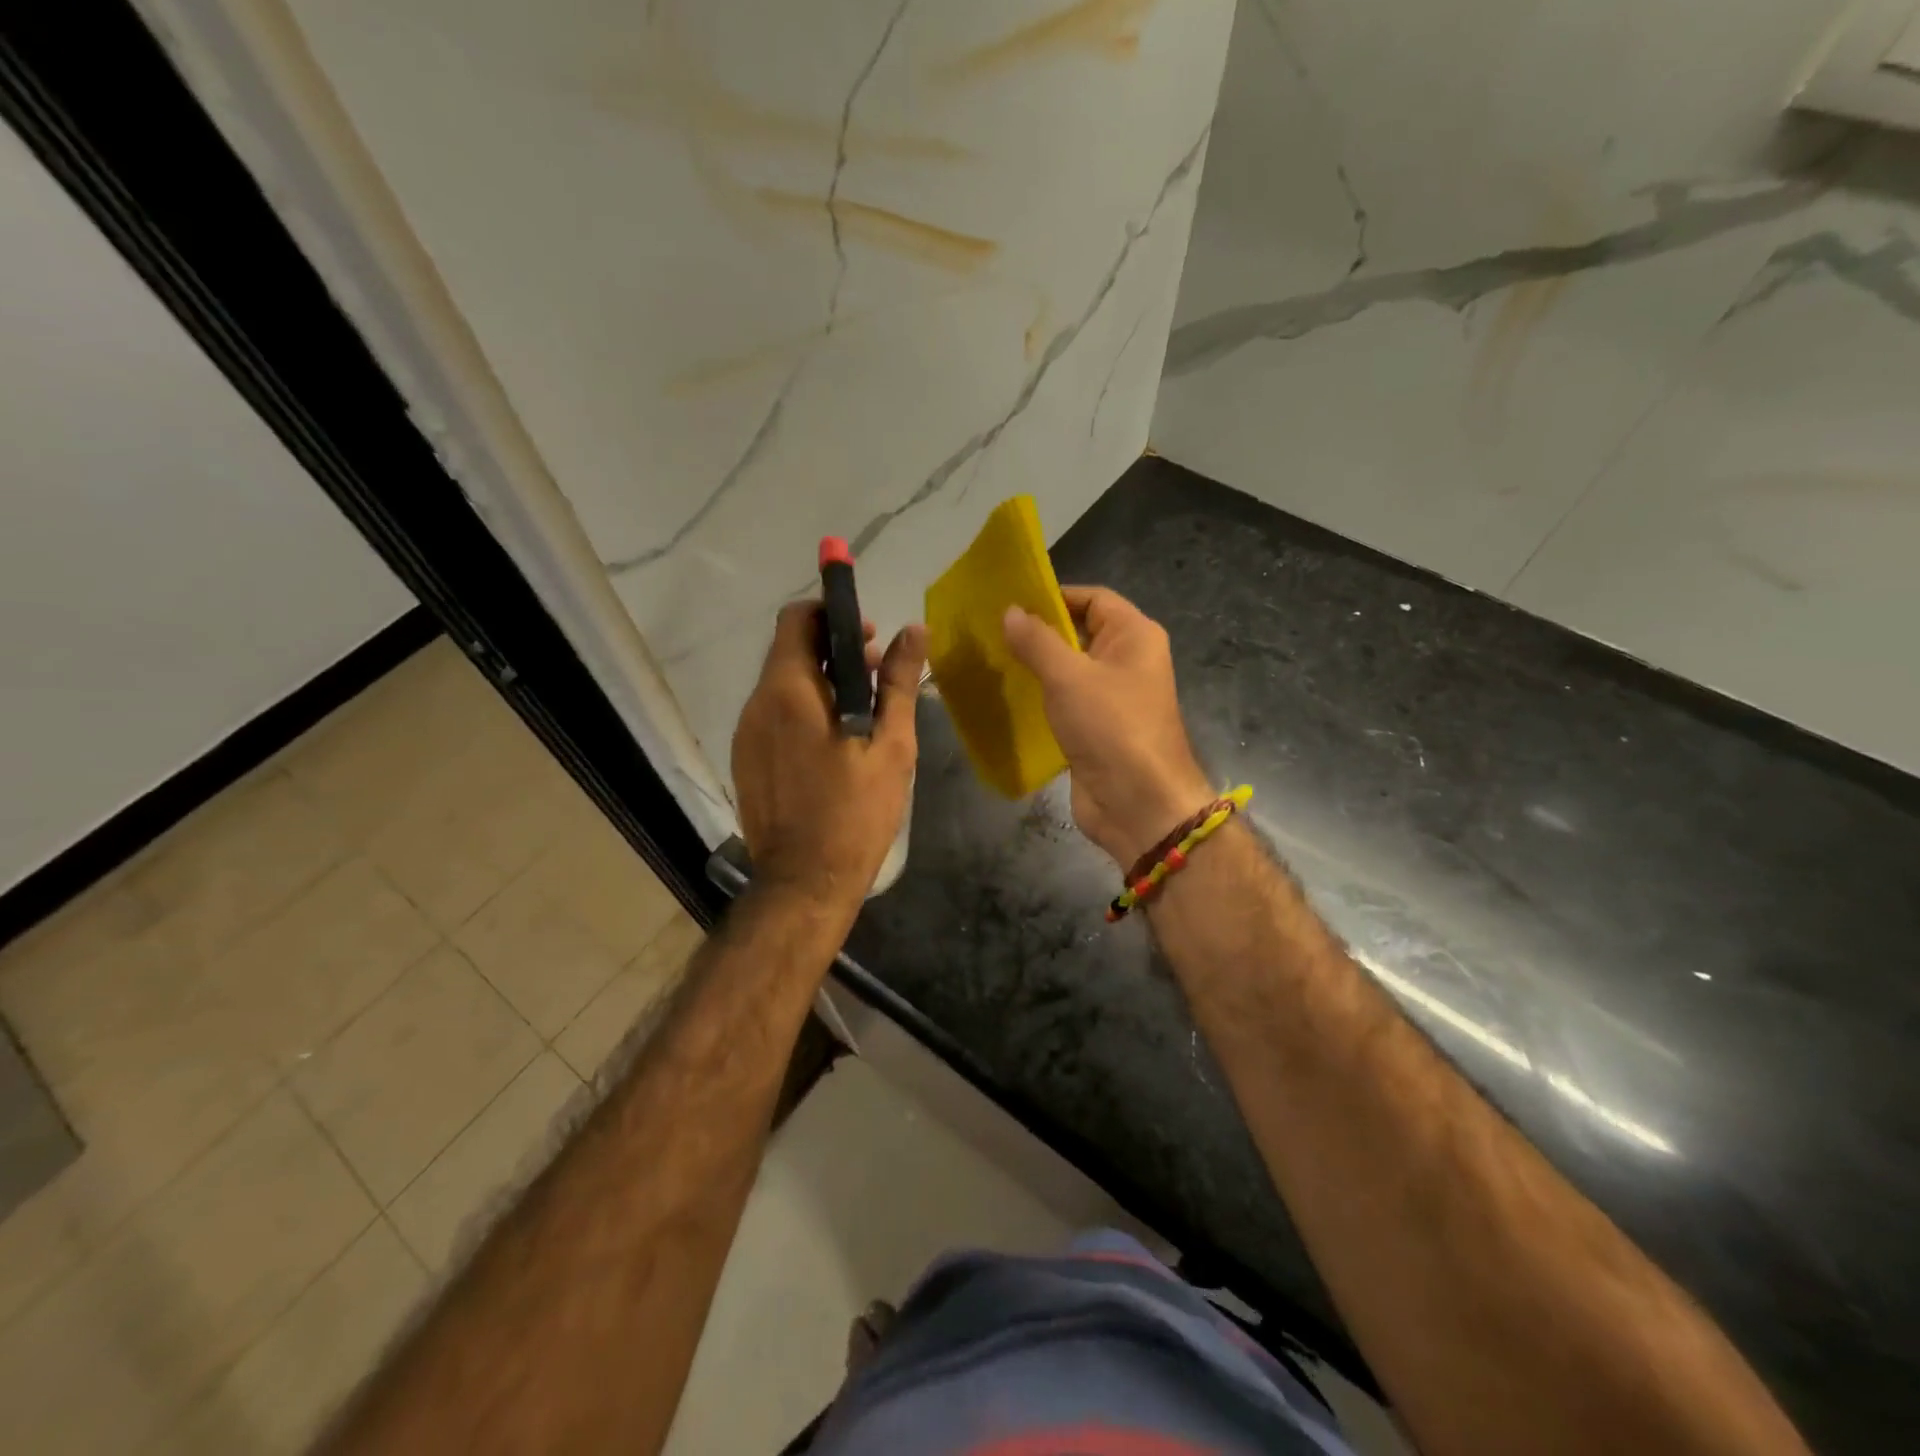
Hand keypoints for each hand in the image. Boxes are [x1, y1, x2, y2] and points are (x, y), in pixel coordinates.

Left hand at [732, 600, 927, 913]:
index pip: (796, 619)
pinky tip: (835, 741)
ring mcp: (746, 735)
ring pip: (781, 685)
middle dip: (832, 648)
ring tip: (862, 708)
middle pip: (788, 651)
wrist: (804, 883)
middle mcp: (757, 705)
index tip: (867, 633)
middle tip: (876, 670)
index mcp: (789, 692)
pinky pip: (774, 716)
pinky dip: (803, 709)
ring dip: (820, 680)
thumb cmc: (855, 813)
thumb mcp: (890, 746)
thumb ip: (898, 683)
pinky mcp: (746, 760)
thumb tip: (914, 630)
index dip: (831, 613)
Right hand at [1003, 586, 1210, 867]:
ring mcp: (1112, 698)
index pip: (1093, 598)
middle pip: (1080, 633)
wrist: (1138, 804)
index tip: (1010, 602)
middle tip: (991, 631)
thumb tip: (1010, 612)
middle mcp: (1127, 661)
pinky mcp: (1096, 730)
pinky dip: (1040, 699)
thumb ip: (1037, 641)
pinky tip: (1007, 697)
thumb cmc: (1111, 727)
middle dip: (1039, 632)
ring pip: (1069, 671)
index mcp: (1134, 636)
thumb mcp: (1069, 676)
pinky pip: (1065, 703)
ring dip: (1036, 667)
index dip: (1055, 596)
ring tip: (991, 661)